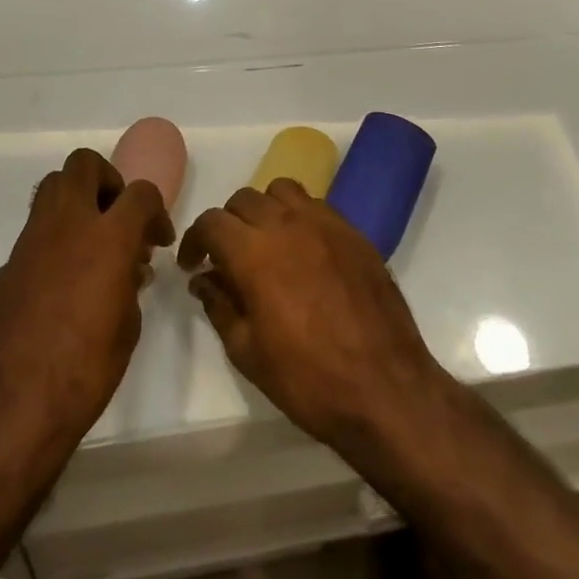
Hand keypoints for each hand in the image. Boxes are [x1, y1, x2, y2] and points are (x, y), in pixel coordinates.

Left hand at [0, 148, 174, 448]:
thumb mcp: (128, 325)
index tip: (157, 238)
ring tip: (90, 245)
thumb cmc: (86, 370)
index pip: (140, 193)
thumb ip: (130, 282)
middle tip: (116, 218)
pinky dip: (53, 245)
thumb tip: (127, 268)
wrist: (12, 407)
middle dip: (106, 182)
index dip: (155, 211)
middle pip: (84, 165)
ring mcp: (29, 242)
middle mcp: (66, 225)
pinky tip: (59, 287)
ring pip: (52, 189)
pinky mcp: (5, 266)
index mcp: (107, 237)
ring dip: (76, 204)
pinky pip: (34, 235)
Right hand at [178, 181, 445, 448]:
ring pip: (281, 191)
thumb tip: (204, 279)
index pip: (211, 222)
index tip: (194, 265)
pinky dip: (299, 216)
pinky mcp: (353, 231)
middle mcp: (286, 224)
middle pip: (244, 200)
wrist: (384, 386)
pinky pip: (316, 205)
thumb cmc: (307, 378)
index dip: (195, 240)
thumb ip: (220, 306)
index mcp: (253, 252)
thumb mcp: (247, 352)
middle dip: (228, 224)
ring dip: (265, 210)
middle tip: (228, 258)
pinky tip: (304, 251)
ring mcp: (324, 223)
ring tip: (267, 243)